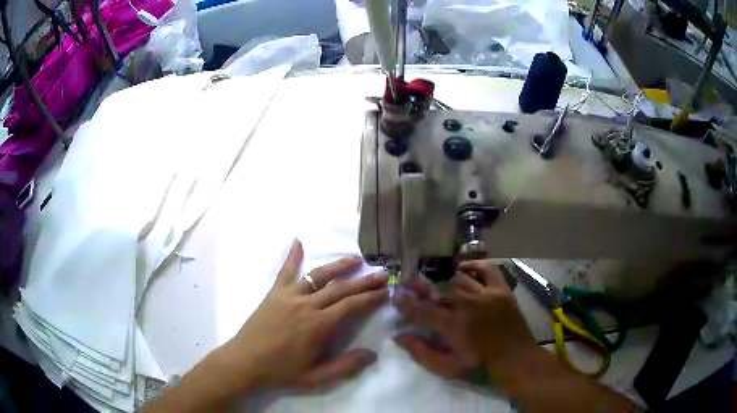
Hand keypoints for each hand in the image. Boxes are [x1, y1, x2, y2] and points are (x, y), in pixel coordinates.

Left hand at [218, 240, 387, 391]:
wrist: (244, 362)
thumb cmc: (280, 372)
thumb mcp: (316, 378)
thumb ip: (345, 366)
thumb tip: (372, 354)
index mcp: (318, 326)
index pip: (351, 306)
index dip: (370, 298)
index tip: (385, 291)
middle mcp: (306, 305)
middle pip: (340, 288)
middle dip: (363, 281)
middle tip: (382, 273)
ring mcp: (288, 296)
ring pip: (318, 275)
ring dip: (338, 266)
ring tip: (356, 258)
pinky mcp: (273, 294)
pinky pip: (285, 272)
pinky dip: (292, 256)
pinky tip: (298, 242)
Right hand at [394, 260, 537, 384]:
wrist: (516, 360)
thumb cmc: (480, 367)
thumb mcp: (447, 368)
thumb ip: (422, 352)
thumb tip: (399, 336)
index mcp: (453, 325)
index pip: (423, 309)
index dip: (407, 302)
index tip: (397, 295)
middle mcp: (468, 305)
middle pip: (440, 289)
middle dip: (423, 288)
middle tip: (413, 285)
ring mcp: (487, 295)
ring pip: (460, 279)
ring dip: (447, 285)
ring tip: (443, 289)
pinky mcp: (501, 291)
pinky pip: (486, 269)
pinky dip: (474, 266)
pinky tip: (464, 269)